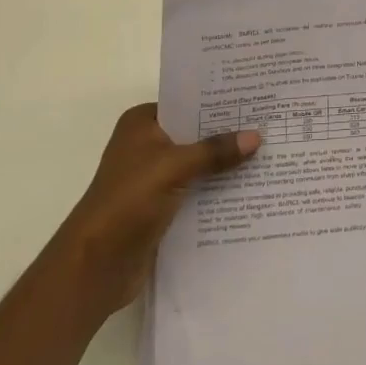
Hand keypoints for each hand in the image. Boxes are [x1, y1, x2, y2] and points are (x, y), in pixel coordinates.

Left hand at [61, 104, 260, 314]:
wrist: (95, 267)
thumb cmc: (127, 202)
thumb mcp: (174, 167)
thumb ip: (214, 151)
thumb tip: (256, 136)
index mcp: (141, 124)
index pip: (187, 102)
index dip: (218, 101)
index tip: (255, 97)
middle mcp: (146, 146)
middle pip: (195, 134)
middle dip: (228, 134)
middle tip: (270, 125)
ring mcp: (153, 179)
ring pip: (198, 164)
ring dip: (225, 166)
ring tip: (269, 156)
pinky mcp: (161, 208)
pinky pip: (196, 192)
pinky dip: (217, 192)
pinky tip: (250, 190)